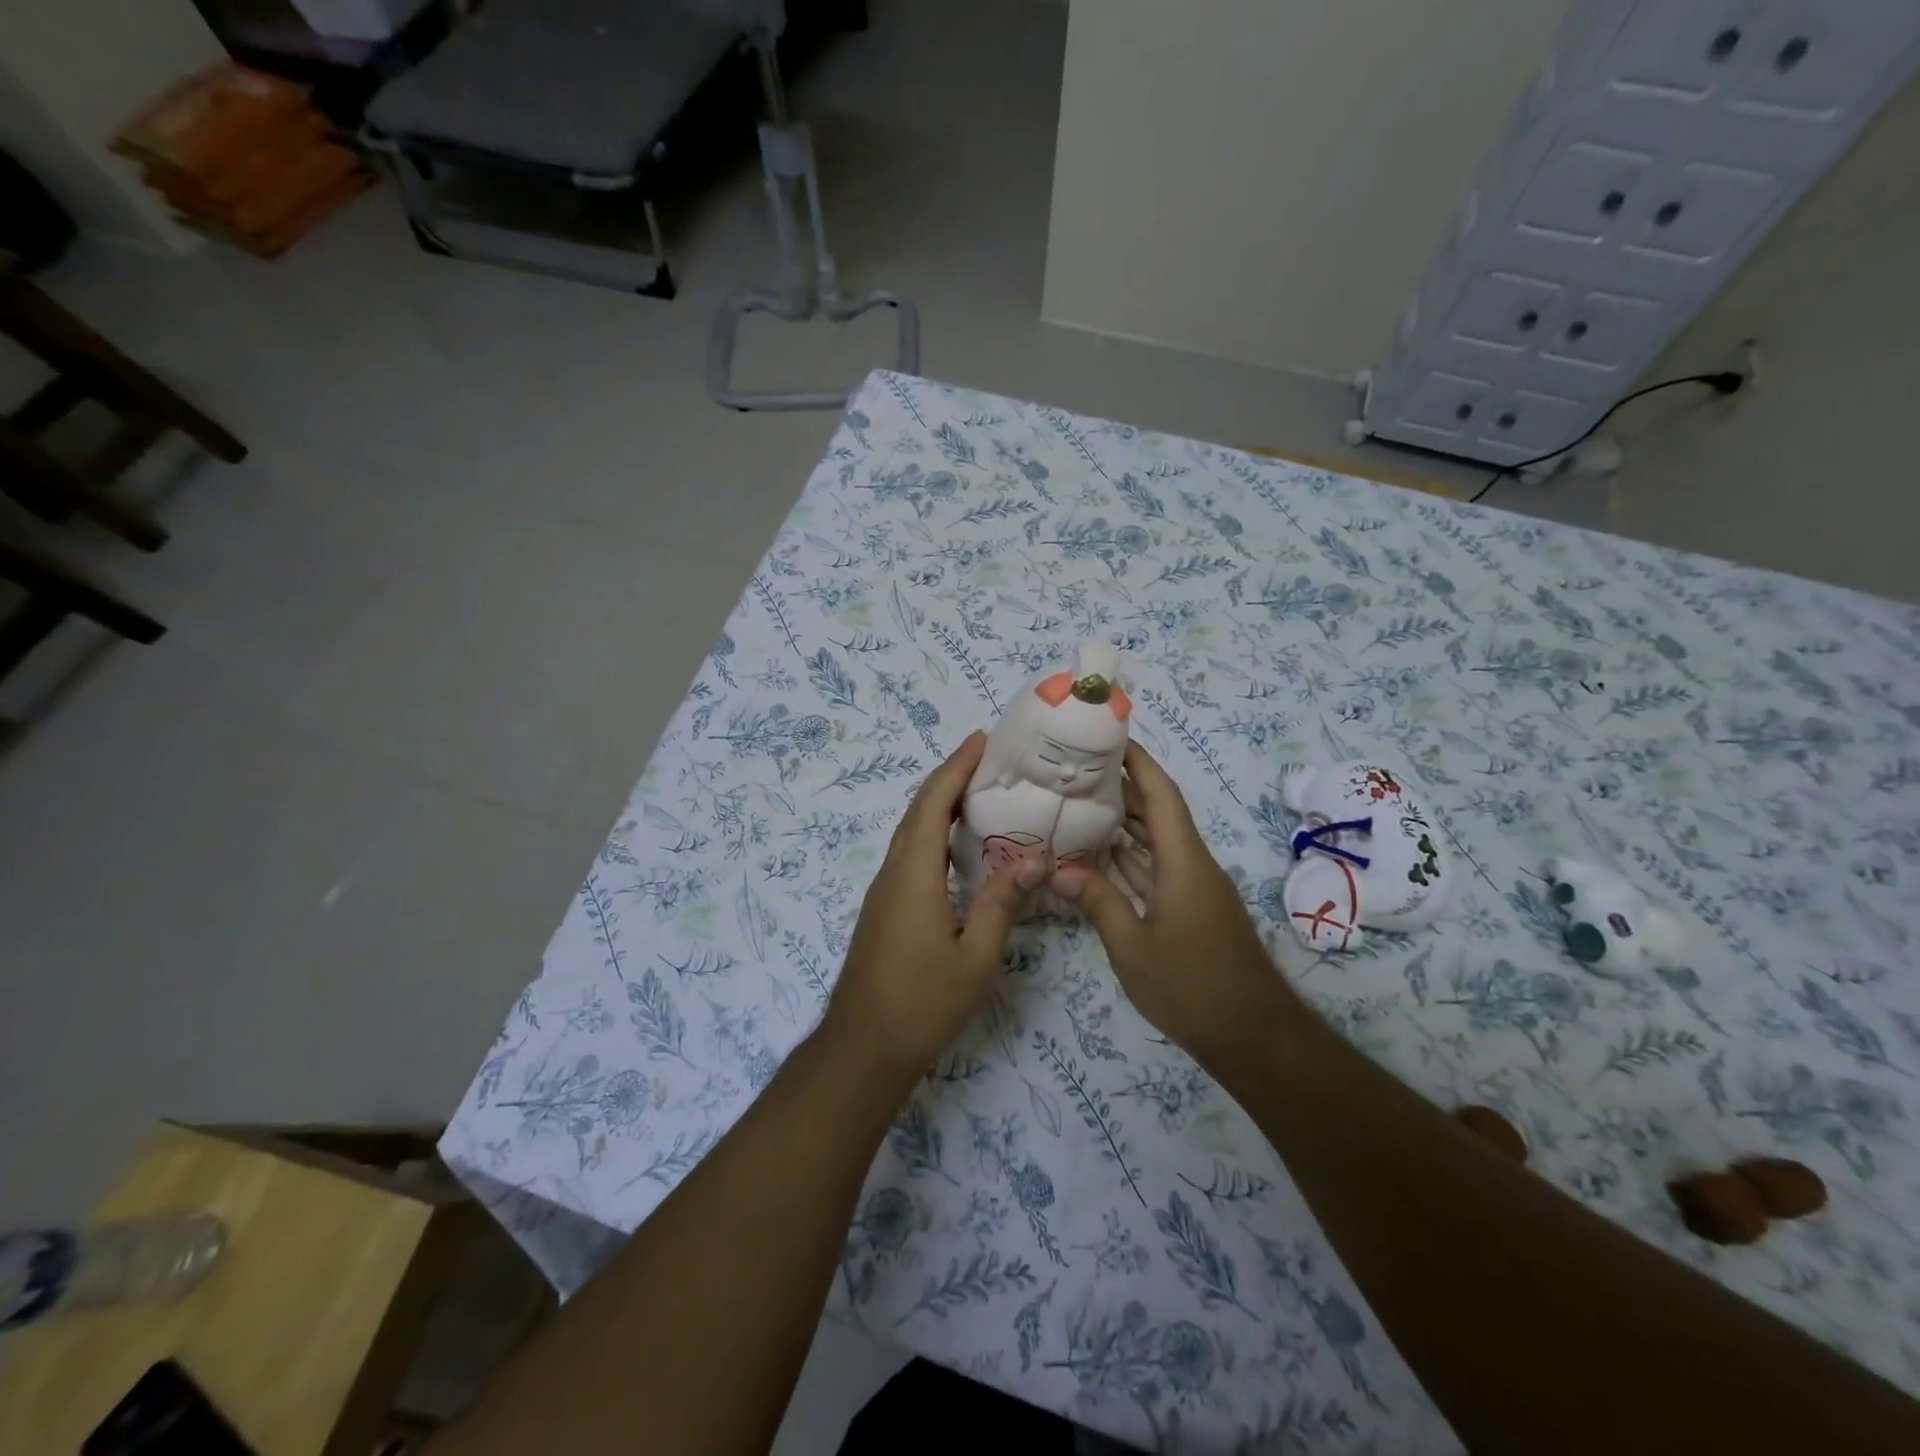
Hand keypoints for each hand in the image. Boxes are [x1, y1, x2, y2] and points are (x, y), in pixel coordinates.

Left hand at [822, 732, 1045, 1088]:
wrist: (863, 1047)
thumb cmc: (923, 1003)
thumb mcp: (976, 957)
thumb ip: (1002, 904)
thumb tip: (1035, 859)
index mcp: (914, 874)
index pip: (933, 804)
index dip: (956, 768)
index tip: (981, 741)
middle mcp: (893, 872)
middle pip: (918, 810)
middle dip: (949, 778)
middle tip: (987, 759)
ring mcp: (883, 891)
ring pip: (911, 832)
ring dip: (939, 804)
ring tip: (979, 792)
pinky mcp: (883, 908)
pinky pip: (909, 853)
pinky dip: (933, 832)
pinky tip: (958, 847)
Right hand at [1050, 742, 1293, 1064]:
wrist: (1253, 1035)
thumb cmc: (1192, 987)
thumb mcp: (1133, 947)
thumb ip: (1097, 902)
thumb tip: (1058, 867)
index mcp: (1184, 863)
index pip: (1162, 795)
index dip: (1137, 762)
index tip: (1108, 737)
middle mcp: (1193, 865)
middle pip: (1159, 813)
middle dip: (1123, 787)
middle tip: (1077, 771)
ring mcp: (1194, 888)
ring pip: (1159, 842)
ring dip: (1126, 822)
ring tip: (1080, 803)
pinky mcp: (1192, 909)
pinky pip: (1158, 869)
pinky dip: (1131, 858)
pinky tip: (1101, 856)